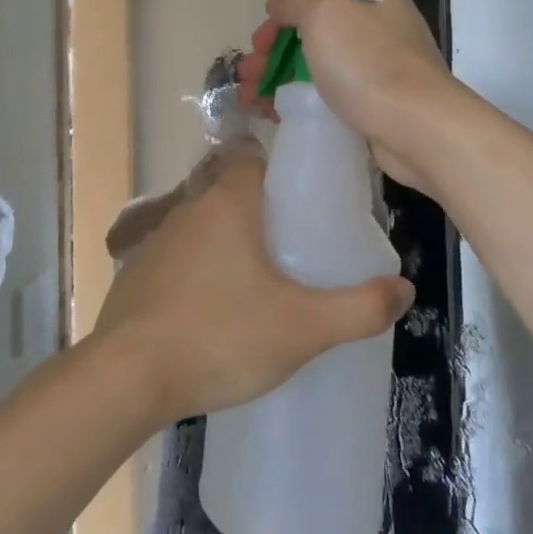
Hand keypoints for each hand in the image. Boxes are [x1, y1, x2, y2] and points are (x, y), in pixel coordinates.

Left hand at [91, 154, 413, 423]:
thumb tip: (404, 289)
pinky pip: (178, 256)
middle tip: (294, 241)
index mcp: (226, 203)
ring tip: (260, 277)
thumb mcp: (304, 328)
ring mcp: (156, 241)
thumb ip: (360, 308)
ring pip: (201, 224)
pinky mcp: (136, 273)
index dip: (279, 166)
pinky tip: (215, 307)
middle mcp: (188, 209)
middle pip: (227, 188)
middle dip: (259, 207)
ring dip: (227, 239)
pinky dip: (199, 268)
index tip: (305, 192)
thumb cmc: (221, 337)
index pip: (252, 155)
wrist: (128, 377)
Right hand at [237, 0, 460, 195]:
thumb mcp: (324, 13)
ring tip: (250, 103)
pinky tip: (278, 116)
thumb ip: (295, 0)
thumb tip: (278, 4)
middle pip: (312, 34)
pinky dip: (301, 103)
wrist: (418, 129)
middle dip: (272, 55)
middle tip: (246, 79)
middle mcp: (381, 28)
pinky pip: (330, 98)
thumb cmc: (369, 64)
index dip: (280, 18)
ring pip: (317, 68)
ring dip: (279, 81)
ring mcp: (381, 70)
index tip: (258, 45)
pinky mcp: (378, 106)